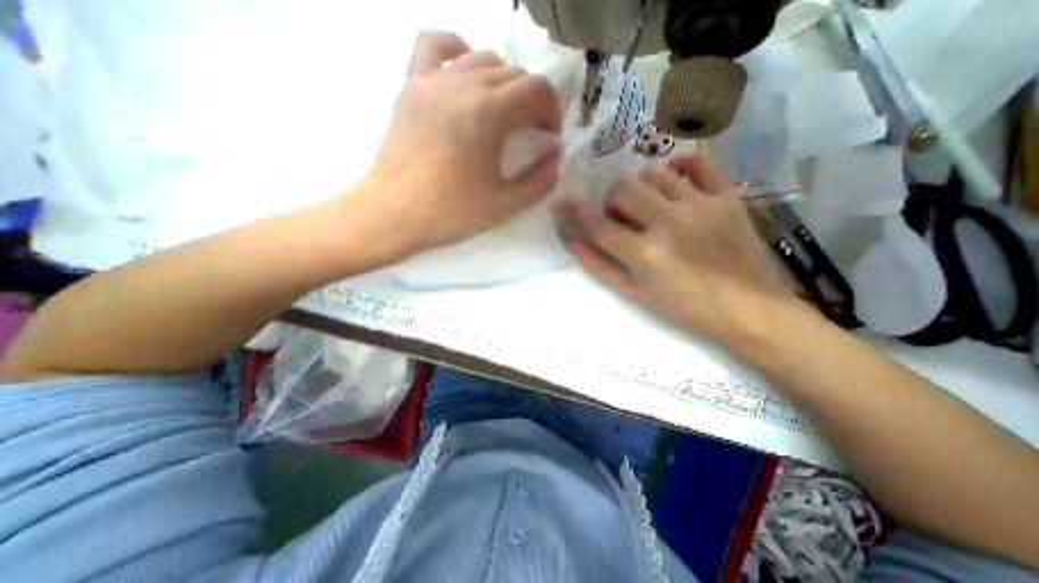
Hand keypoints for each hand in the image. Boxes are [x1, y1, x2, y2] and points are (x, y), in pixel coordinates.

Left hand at [362, 29, 564, 256]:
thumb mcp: (503, 205)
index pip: (537, 90)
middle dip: (531, 101)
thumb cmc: (449, 212)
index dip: (551, 111)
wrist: (392, 213)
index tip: (548, 137)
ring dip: (503, 82)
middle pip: (513, 74)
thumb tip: (553, 162)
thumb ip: (538, 183)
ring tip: (502, 112)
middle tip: (529, 132)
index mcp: (489, 113)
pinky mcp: (411, 86)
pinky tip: (465, 72)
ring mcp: (432, 81)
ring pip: (482, 58)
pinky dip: (457, 51)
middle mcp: (463, 84)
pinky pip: (435, 46)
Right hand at [560, 153, 796, 345]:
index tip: (563, 202)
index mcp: (646, 253)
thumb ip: (600, 267)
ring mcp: (701, 204)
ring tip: (649, 205)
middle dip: (613, 202)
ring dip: (641, 188)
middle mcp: (670, 221)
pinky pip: (699, 164)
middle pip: (624, 190)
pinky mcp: (728, 197)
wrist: (751, 310)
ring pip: (654, 174)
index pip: (599, 226)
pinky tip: (675, 180)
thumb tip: (571, 242)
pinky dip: (680, 166)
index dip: (576, 213)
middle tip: (622, 218)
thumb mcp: (635, 295)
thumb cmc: (686, 309)